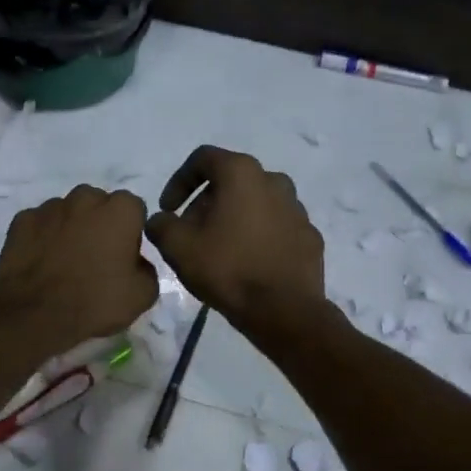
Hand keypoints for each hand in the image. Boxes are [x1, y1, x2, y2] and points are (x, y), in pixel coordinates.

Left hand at [0, 185, 158, 352]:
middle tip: (96, 256)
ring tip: (65, 260)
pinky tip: (41, 262)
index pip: (134, 208)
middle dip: (100, 222)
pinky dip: (42, 237)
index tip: (125, 254)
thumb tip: (135, 263)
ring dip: (70, 228)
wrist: (37, 316)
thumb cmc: (96, 302)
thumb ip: (146, 268)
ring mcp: (50, 207)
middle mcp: (85, 198)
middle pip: (98, 204)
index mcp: (120, 210)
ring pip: (67, 211)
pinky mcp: (21, 220)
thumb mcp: (143, 295)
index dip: (131, 230)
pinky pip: (39, 224)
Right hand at [145, 146, 324, 327]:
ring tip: (220, 248)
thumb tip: (161, 220)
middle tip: (191, 232)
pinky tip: (248, 262)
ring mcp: (297, 208)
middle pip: (231, 181)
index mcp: (242, 173)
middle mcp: (274, 180)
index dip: (178, 181)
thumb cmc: (228, 269)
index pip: (203, 159)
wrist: (284, 311)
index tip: (168, 209)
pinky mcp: (310, 235)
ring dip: (235, 217)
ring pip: (257, 203)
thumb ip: (161, 225)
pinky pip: (277, 227)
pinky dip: (259, 236)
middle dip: (207, 202)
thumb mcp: (178, 247)